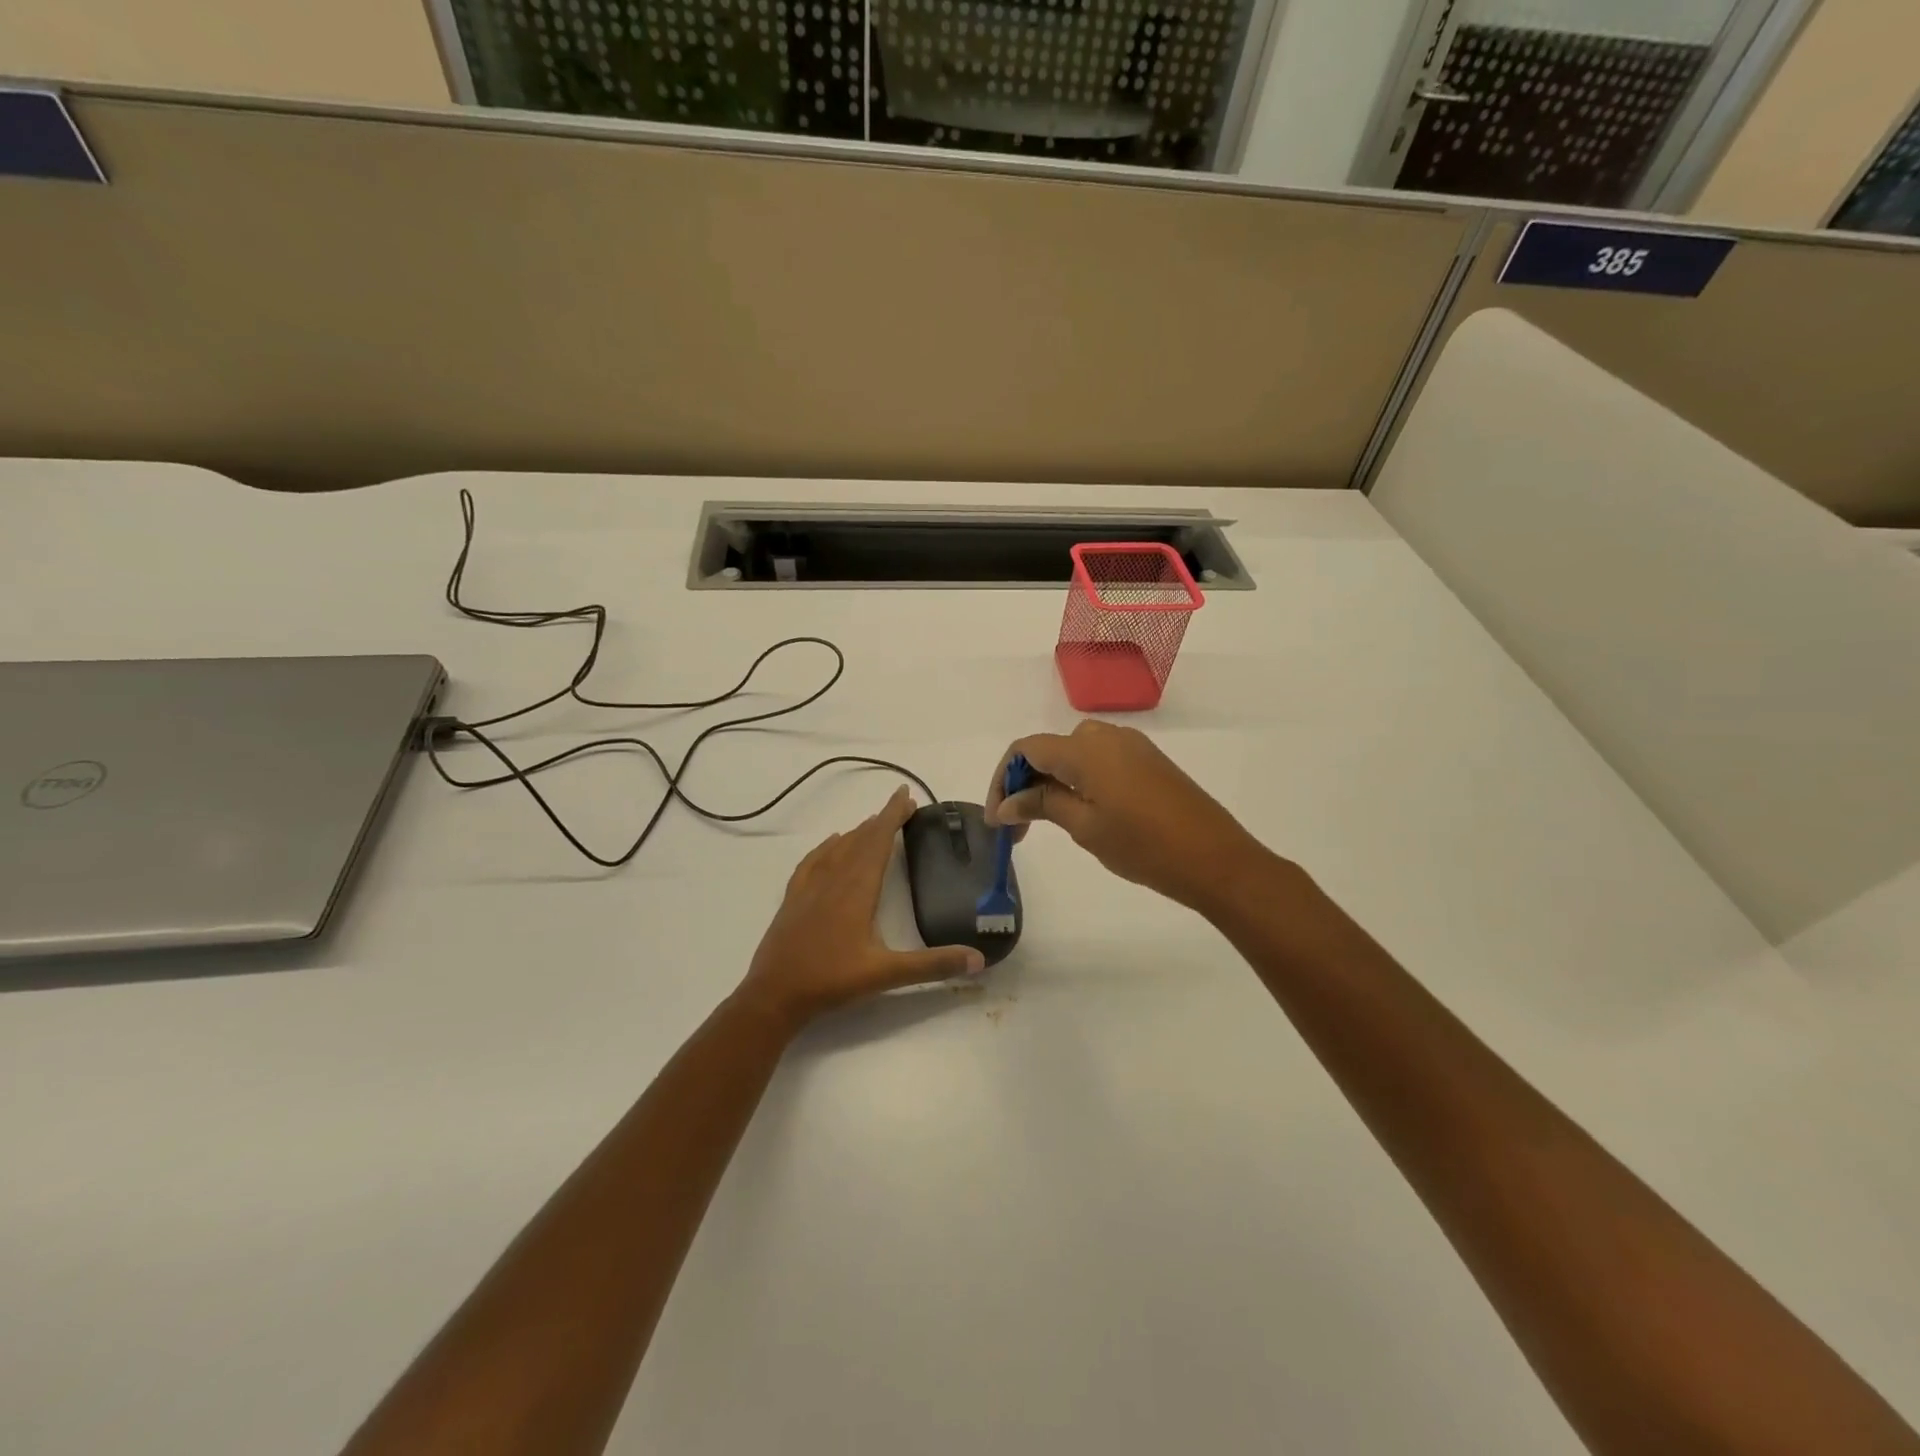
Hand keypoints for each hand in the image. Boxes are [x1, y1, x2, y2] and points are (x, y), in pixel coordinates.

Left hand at [737, 786, 985, 1028]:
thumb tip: (979, 958)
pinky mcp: (793, 899)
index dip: (893, 816)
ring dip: (858, 831)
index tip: (907, 795)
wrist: (774, 995)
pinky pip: (813, 862)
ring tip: (875, 822)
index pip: (878, 841)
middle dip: (882, 819)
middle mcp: (834, 880)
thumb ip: (932, 965)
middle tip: (902, 805)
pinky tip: (831, 844)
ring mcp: (809, 888)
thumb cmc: (831, 981)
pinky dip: (826, 847)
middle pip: (860, 839)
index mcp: (858, 890)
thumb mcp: (886, 974)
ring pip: (837, 848)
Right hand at [985, 721, 1270, 913]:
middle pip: (1049, 749)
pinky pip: (1099, 760)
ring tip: (1044, 823)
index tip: (997, 819)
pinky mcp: (1148, 761)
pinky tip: (1079, 811)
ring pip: (1074, 754)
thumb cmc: (1144, 846)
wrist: (1215, 859)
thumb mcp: (1085, 827)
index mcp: (1085, 748)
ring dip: (1051, 782)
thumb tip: (1008, 803)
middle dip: (1025, 783)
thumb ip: (1043, 805)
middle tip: (1017, 827)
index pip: (1026, 749)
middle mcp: (1106, 735)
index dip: (1002, 780)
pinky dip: (1078, 780)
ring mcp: (1131, 746)